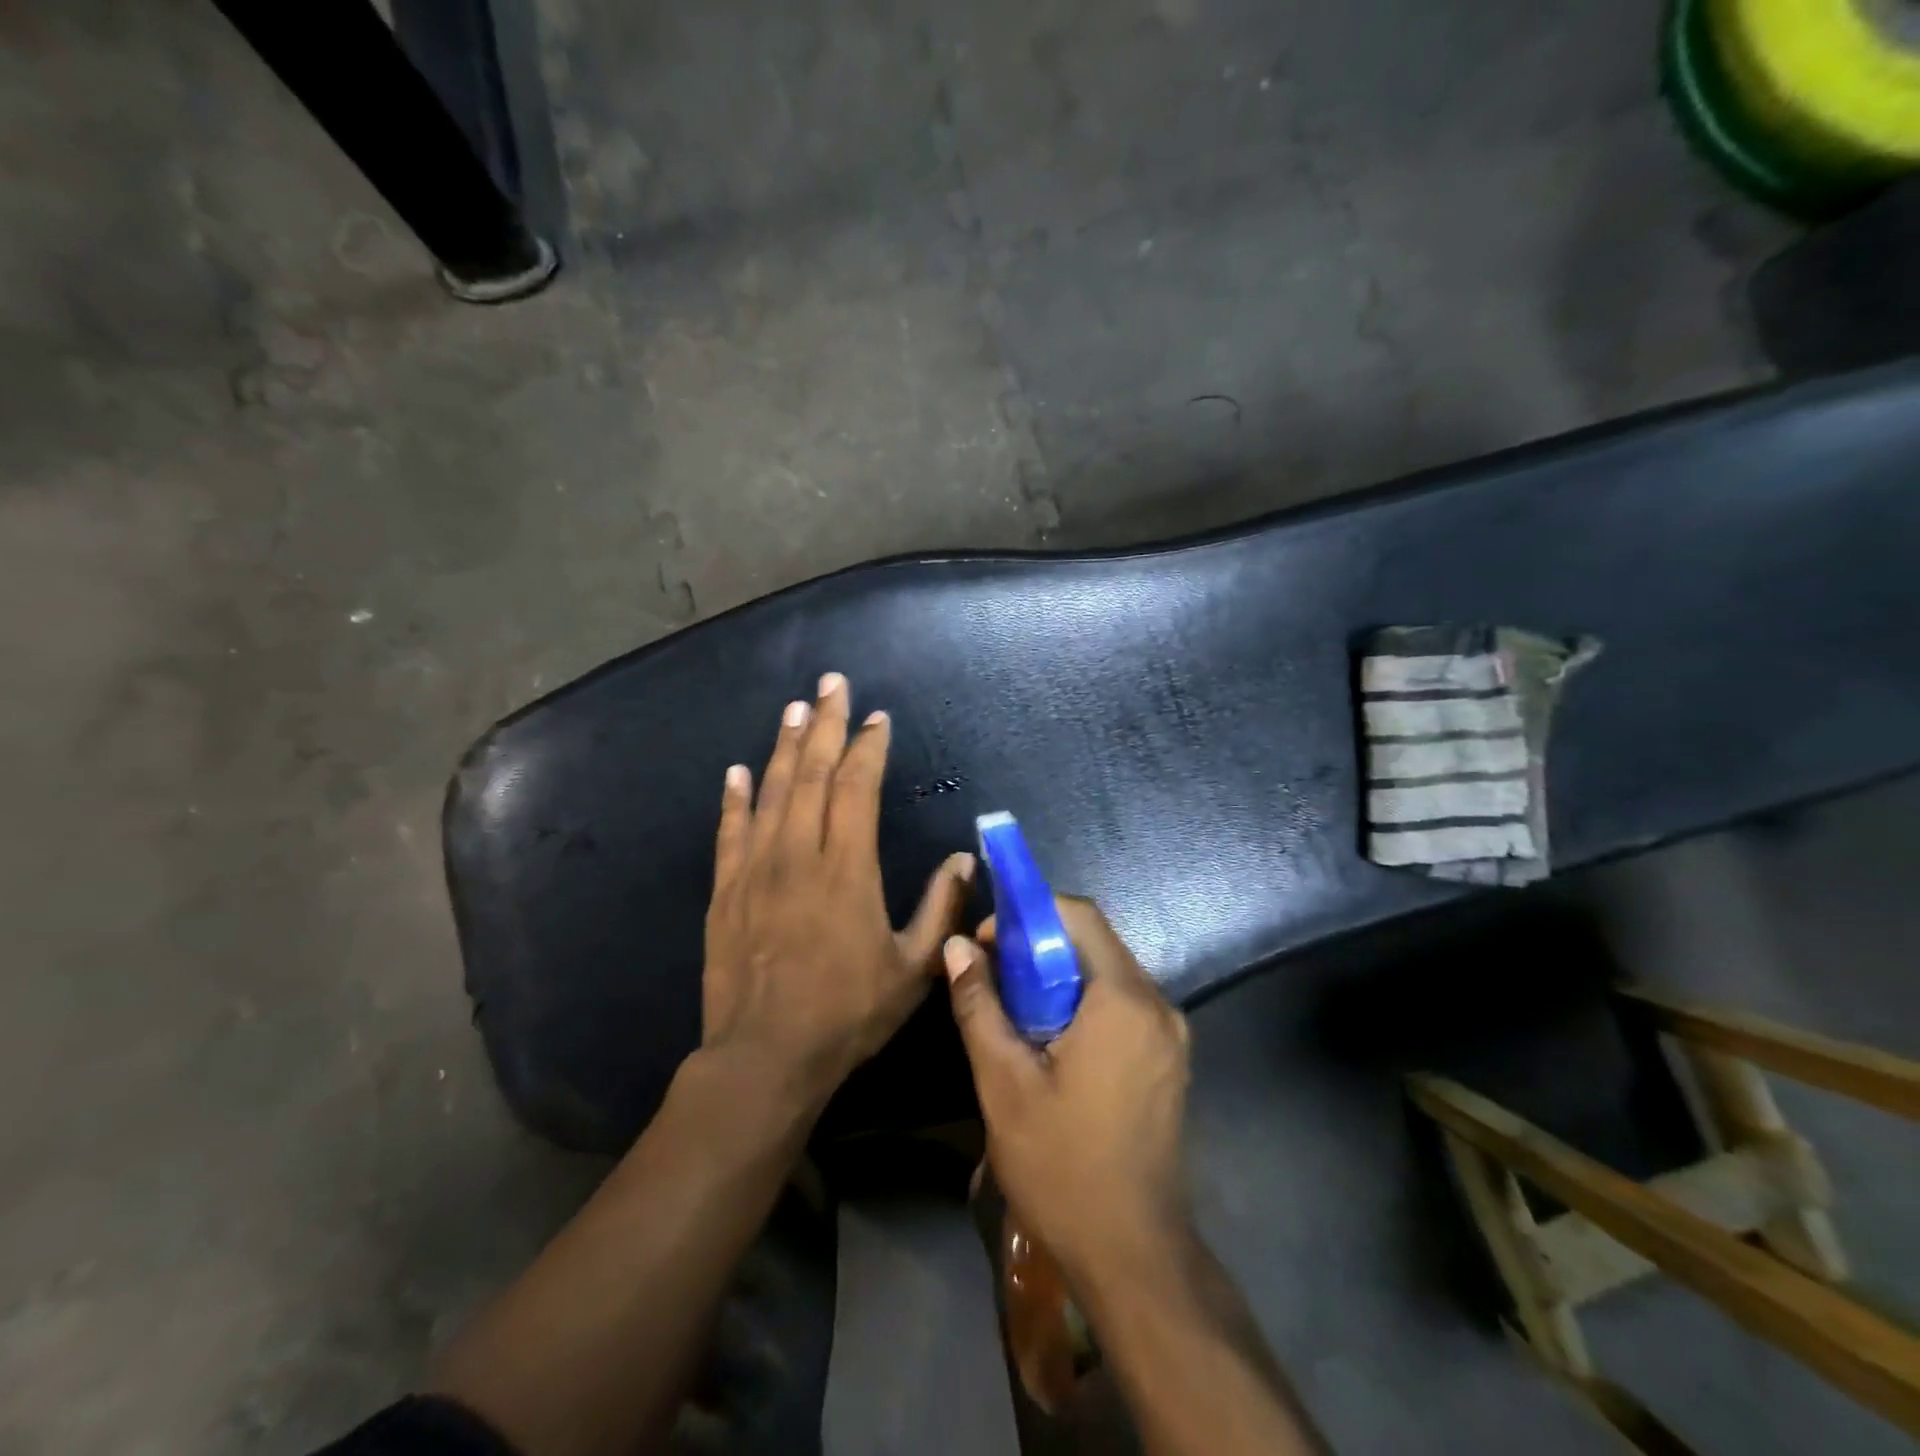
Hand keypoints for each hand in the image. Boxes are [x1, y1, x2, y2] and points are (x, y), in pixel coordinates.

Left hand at [702, 672, 974, 1105]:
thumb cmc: (847, 1015)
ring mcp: (756, 870)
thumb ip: (941, 909)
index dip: (869, 747)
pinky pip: (729, 832)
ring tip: (795, 708)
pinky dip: (734, 798)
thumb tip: (964, 859)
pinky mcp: (725, 892)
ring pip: (771, 792)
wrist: (764, 1058)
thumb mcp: (914, 969)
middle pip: (813, 774)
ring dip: (785, 746)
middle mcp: (799, 854)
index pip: (857, 787)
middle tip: (832, 682)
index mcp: (847, 868)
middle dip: (826, 723)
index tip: (877, 717)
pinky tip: (738, 770)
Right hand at [944, 898, 1192, 1278]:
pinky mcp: (1168, 1059)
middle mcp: (1157, 1005)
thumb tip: (957, 946)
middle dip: (1039, 946)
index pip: (1079, 915)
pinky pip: (1121, 1004)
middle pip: (1095, 942)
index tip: (988, 942)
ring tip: (1013, 1008)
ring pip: (1107, 973)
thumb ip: (979, 1005)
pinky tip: (1050, 1039)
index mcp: (1123, 1000)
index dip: (1029, 914)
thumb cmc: (1063, 1165)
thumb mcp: (1004, 1083)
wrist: (1133, 1255)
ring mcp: (1170, 1034)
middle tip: (993, 974)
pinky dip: (1082, 1002)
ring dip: (1058, 976)